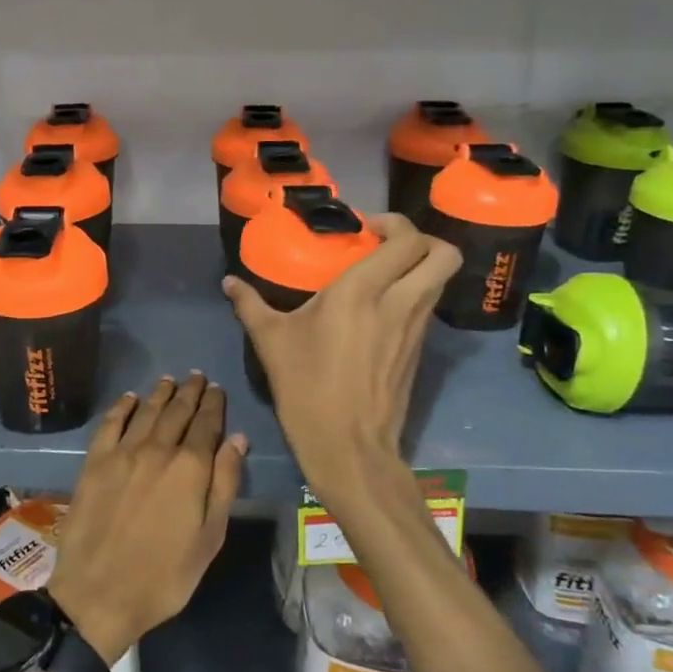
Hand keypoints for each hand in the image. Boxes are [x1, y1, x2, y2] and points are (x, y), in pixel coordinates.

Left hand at [47, 375, 244, 664]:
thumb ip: (224, 484)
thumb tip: (237, 439)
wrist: (98, 593)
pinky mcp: (94, 461)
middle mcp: (157, 449)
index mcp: (190, 468)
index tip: (217, 389)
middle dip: (190, 392)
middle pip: (177, 411)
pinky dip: (123, 406)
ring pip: (146, 411)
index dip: (214, 404)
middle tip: (197, 377)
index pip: (206, 424)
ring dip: (160, 393)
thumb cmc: (164, 576)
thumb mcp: (209, 538)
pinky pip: (111, 423)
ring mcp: (122, 453)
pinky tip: (130, 398)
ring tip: (170, 381)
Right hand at [223, 214, 457, 510]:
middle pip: (443, 254)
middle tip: (387, 244)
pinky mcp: (420, 350)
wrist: (348, 447)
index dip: (394, 223)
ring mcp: (416, 328)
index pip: (406, 239)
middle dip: (423, 239)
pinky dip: (416, 294)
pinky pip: (429, 306)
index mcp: (362, 292)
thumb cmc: (306, 388)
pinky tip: (381, 308)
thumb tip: (229, 282)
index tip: (364, 229)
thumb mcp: (271, 342)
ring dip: (420, 266)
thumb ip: (250, 304)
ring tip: (384, 273)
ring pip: (441, 280)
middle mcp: (399, 302)